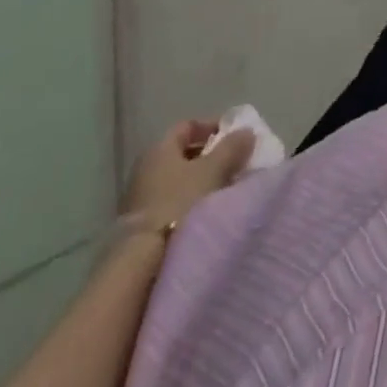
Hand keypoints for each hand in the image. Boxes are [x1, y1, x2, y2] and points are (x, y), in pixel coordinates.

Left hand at [123, 119, 255, 226]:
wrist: (144, 260)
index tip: (232, 137)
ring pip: (177, 180)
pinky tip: (203, 213)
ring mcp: (139, 198)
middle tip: (232, 164)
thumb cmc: (179, 202)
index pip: (187, 126)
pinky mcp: (140, 225)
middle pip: (182, 154)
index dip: (211, 127)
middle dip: (208, 156)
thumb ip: (232, 147)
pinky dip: (188, 201)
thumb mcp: (213, 170)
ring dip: (199, 181)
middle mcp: (145, 168)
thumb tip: (247, 131)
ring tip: (222, 190)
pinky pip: (170, 202)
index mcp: (159, 148)